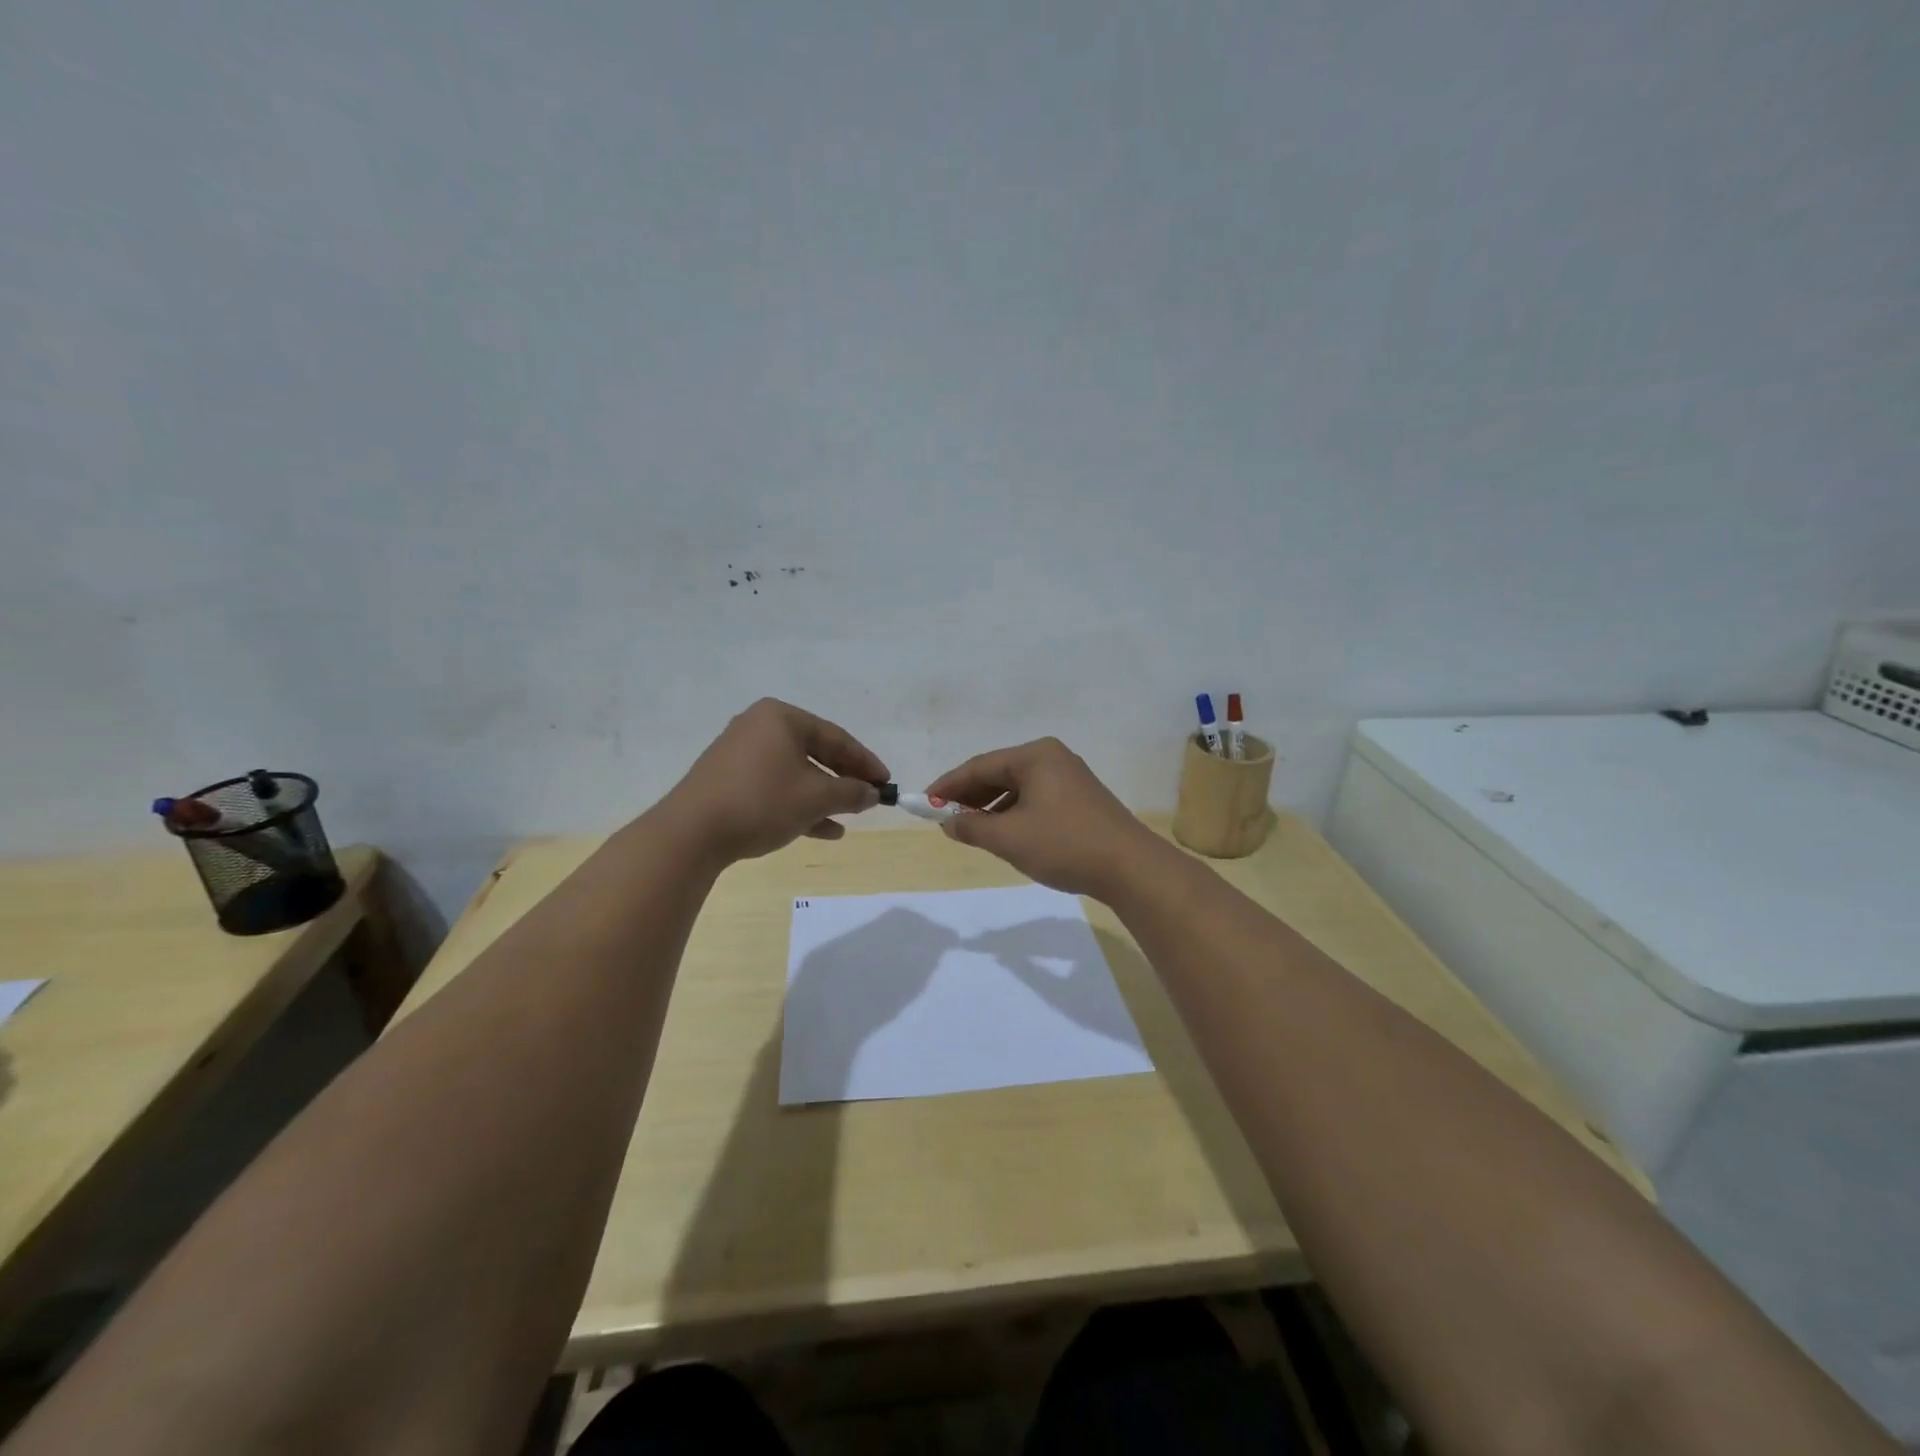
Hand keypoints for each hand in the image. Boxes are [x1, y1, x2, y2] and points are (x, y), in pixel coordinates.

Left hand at [661, 699, 886, 863]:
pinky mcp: (728, 781)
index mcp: (781, 718)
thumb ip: (851, 792)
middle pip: (815, 752)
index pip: (836, 737)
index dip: (865, 762)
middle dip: (844, 779)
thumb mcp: (816, 797)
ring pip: (795, 773)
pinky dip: (799, 804)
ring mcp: (740, 754)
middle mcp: (759, 727)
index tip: (886, 783)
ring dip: (824, 796)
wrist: (691, 833)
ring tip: (849, 818)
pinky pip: (774, 787)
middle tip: (869, 798)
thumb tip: (873, 793)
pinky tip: (823, 830)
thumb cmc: (762, 802)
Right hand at [924, 738, 1164, 897]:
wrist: (1131, 868)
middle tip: (944, 818)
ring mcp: (1070, 777)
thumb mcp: (1010, 838)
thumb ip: (972, 827)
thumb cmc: (1065, 844)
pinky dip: (1014, 814)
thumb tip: (947, 822)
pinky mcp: (1080, 799)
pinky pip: (1035, 799)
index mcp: (1035, 756)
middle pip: (999, 773)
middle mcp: (1053, 758)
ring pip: (1018, 788)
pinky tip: (1005, 834)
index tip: (925, 803)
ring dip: (991, 808)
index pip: (980, 766)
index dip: (949, 785)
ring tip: (971, 830)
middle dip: (970, 796)